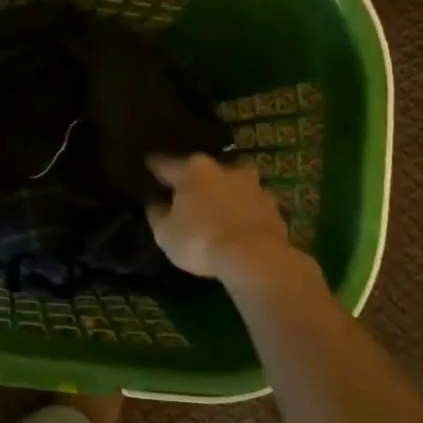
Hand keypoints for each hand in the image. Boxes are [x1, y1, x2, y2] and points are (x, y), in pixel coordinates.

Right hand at [146, 153, 306, 283]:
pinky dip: (242, 213)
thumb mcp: (165, 233)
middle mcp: (224, 169)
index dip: (155, 167)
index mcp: (193, 170)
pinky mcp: (274, 207)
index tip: (149, 165)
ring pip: (231, 186)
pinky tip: (237, 227)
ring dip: (223, 195)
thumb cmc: (201, 240)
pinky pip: (250, 206)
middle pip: (203, 172)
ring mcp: (253, 186)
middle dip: (195, 181)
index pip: (166, 164)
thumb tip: (156, 203)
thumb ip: (157, 214)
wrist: (257, 258)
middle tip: (186, 194)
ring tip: (216, 211)